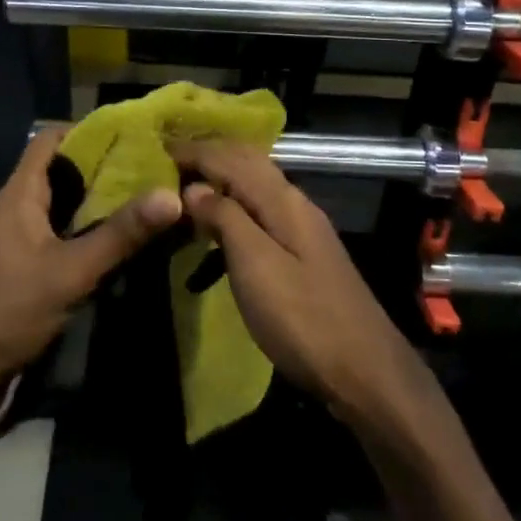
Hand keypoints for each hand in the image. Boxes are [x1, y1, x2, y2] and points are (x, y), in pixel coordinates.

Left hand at [0, 129, 181, 416]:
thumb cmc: (7, 311)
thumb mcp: (70, 271)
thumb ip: (120, 234)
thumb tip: (173, 196)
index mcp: (20, 195)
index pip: (49, 141)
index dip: (87, 130)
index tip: (134, 132)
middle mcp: (20, 210)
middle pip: (63, 172)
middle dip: (106, 166)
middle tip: (157, 165)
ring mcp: (24, 241)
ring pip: (68, 207)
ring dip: (103, 201)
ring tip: (152, 196)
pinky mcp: (31, 270)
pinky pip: (67, 237)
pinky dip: (94, 232)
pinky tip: (127, 241)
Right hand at [170, 140, 413, 415]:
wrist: (366, 371)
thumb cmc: (302, 318)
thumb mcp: (255, 266)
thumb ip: (225, 219)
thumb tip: (194, 187)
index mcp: (282, 200)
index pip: (231, 158)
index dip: (194, 150)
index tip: (155, 149)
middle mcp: (295, 203)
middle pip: (248, 163)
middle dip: (209, 155)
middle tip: (167, 160)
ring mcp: (303, 228)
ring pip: (255, 186)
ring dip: (221, 178)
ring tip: (184, 187)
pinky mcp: (304, 253)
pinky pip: (261, 210)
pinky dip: (234, 205)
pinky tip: (218, 225)